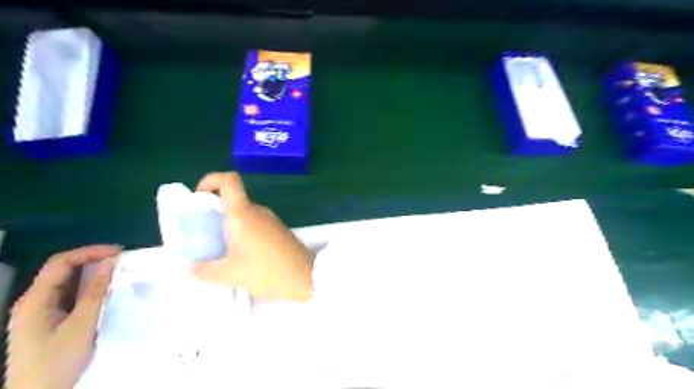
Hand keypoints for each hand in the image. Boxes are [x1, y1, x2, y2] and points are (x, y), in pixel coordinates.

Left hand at [6, 244, 120, 388]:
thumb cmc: (57, 360)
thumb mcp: (81, 325)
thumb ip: (95, 292)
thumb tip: (111, 263)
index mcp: (35, 300)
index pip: (61, 262)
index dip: (90, 252)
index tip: (118, 252)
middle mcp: (34, 301)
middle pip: (62, 270)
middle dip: (93, 261)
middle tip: (122, 261)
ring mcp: (40, 312)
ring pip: (67, 284)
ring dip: (92, 275)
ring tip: (119, 273)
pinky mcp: (49, 322)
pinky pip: (70, 297)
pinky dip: (89, 289)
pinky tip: (105, 292)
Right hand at [191, 172, 313, 301]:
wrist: (306, 278)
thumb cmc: (266, 272)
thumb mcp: (229, 274)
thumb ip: (205, 269)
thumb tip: (193, 266)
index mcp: (243, 213)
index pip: (229, 180)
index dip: (210, 181)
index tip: (199, 199)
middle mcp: (258, 211)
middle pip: (233, 199)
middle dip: (214, 212)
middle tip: (203, 233)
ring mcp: (271, 220)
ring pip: (243, 214)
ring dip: (228, 225)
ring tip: (219, 249)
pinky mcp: (279, 230)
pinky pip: (255, 224)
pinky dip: (242, 232)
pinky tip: (239, 255)